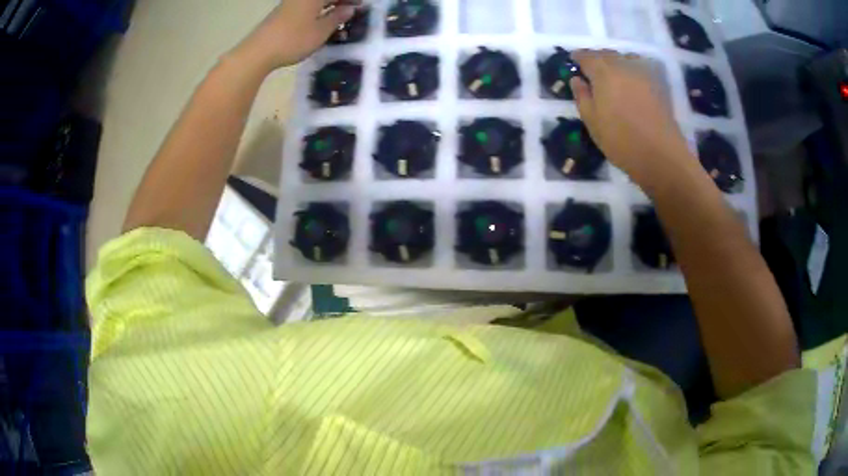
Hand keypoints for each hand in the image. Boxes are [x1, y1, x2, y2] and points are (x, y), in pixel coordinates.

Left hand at [238, 0, 357, 70]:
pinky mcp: (283, 12)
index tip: (361, 6)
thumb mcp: (321, 31)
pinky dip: (318, 9)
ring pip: (316, 1)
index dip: (351, 0)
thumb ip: (337, 18)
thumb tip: (350, 8)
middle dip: (340, 1)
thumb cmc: (293, 40)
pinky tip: (322, 19)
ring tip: (340, 15)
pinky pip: (307, 5)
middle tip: (353, 10)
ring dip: (330, 5)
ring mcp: (291, 3)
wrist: (258, 52)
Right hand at [570, 50, 692, 188]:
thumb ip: (582, 96)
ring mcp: (643, 73)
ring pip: (625, 58)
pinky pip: (641, 67)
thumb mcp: (592, 122)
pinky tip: (631, 80)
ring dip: (616, 61)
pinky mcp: (658, 84)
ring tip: (613, 74)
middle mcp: (623, 65)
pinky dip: (632, 68)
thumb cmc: (621, 140)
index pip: (586, 56)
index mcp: (603, 72)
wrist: (661, 155)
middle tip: (591, 70)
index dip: (578, 57)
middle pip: (607, 54)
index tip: (573, 61)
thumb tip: (577, 79)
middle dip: (597, 58)